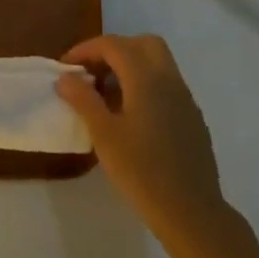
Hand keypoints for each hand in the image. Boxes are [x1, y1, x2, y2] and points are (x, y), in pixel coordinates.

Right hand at [57, 34, 227, 236]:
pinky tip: (130, 117)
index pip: (114, 45)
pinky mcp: (192, 118)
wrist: (192, 213)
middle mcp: (169, 80)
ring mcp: (185, 99)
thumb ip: (83, 100)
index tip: (66, 68)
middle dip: (113, 51)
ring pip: (157, 63)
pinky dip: (144, 85)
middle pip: (142, 44)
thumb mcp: (104, 135)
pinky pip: (166, 85)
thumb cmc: (142, 172)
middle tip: (92, 73)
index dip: (86, 50)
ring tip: (105, 96)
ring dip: (129, 67)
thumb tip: (66, 78)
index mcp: (146, 79)